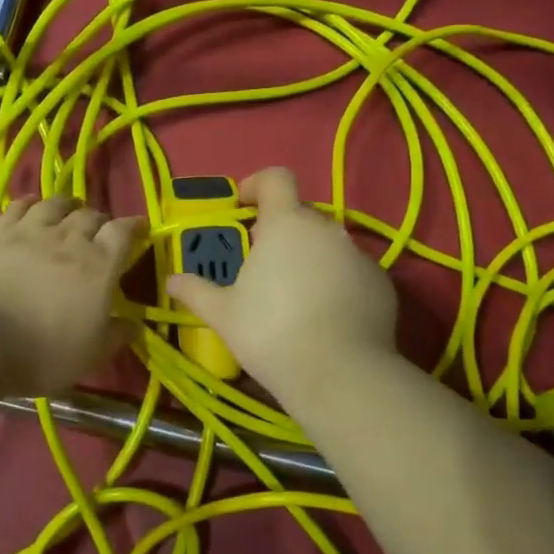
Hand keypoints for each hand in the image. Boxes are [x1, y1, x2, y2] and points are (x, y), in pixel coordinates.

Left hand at [0, 196, 143, 397]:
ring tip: (69, 210)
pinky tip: (31, 206)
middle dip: (100, 219)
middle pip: (91, 215)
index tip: (140, 228)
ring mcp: (30, 231)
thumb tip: (134, 325)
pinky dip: (31, 203)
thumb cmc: (42, 352)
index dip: (134, 227)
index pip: (123, 233)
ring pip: (55, 204)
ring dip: (68, 205)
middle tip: (100, 229)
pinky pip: (18, 206)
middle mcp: (69, 239)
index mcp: (99, 266)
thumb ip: (115, 336)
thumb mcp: (90, 355)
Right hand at [166, 167, 397, 400]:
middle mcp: (326, 229)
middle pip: (301, 214)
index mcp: (286, 224)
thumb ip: (196, 291)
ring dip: (309, 256)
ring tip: (294, 294)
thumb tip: (172, 280)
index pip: (276, 179)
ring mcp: (358, 255)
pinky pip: (352, 271)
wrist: (339, 375)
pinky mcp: (381, 283)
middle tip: (262, 263)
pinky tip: (325, 315)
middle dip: (280, 230)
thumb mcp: (223, 314)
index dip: (257, 184)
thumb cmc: (271, 334)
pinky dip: (336, 281)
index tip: (244, 205)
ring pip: (328, 244)